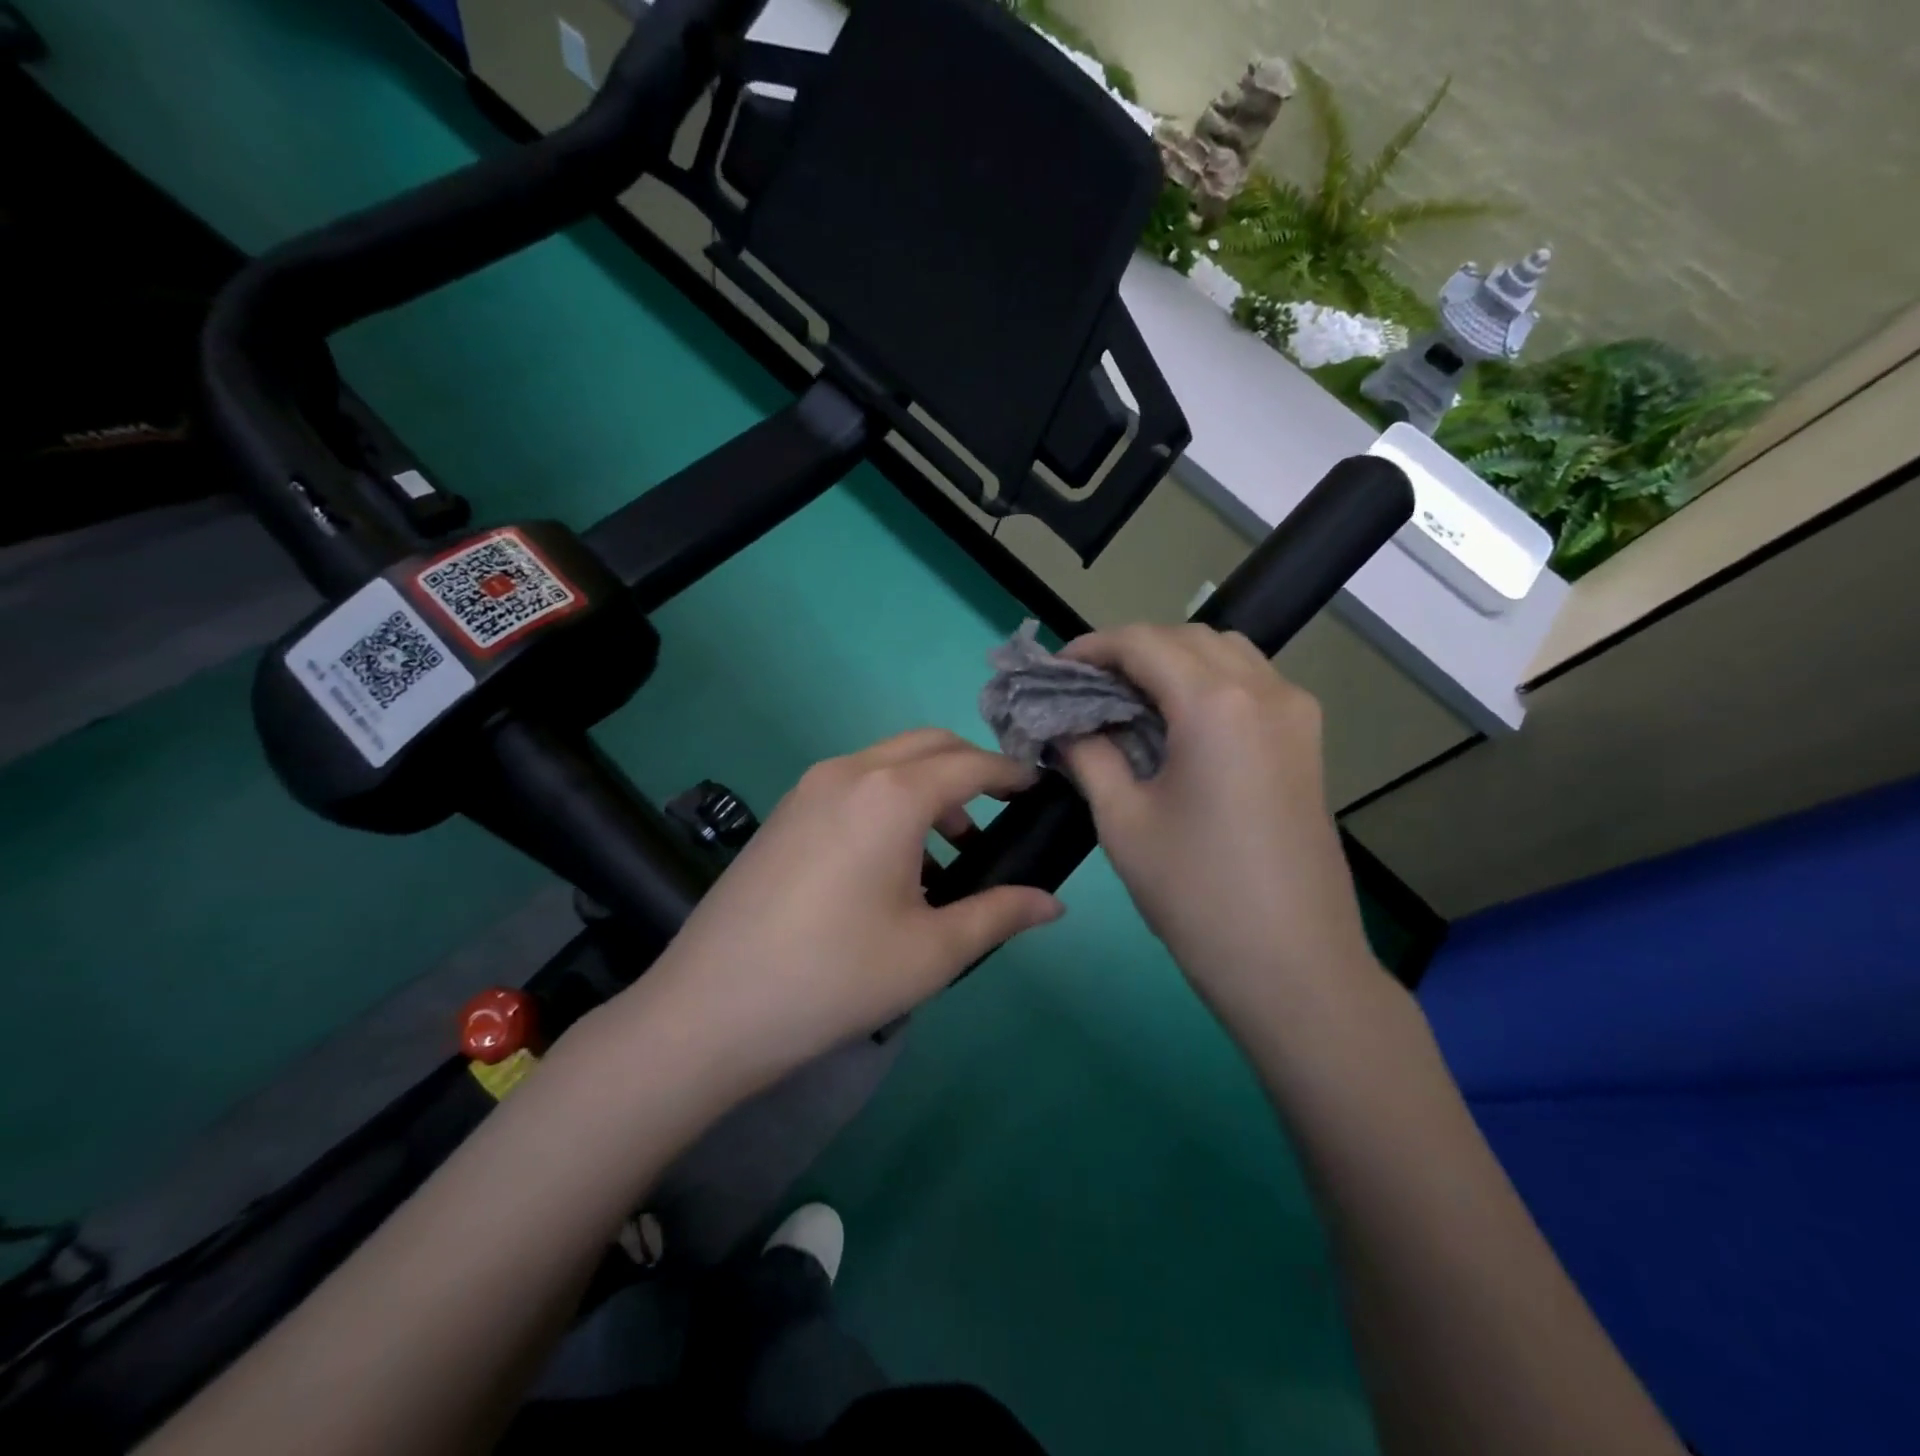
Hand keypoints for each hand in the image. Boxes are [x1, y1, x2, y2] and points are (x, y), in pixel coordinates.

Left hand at [616, 730, 1064, 1095]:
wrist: (711, 1008)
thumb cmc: (836, 977)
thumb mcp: (932, 951)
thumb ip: (1000, 915)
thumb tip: (1053, 904)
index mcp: (892, 795)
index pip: (970, 764)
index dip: (1011, 773)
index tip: (1038, 790)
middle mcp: (850, 772)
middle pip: (928, 744)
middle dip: (971, 768)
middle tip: (1000, 814)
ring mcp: (809, 787)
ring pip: (888, 761)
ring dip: (929, 786)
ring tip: (948, 852)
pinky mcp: (784, 811)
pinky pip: (854, 783)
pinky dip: (890, 798)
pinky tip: (892, 861)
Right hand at [1060, 624, 1378, 1031]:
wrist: (1293, 965)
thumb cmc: (1196, 893)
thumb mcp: (1123, 821)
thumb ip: (1090, 755)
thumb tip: (1067, 725)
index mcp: (1215, 704)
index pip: (1143, 643)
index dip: (1093, 648)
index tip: (1057, 670)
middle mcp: (1264, 691)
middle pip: (1187, 638)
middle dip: (1132, 651)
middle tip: (1088, 688)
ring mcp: (1296, 714)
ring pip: (1226, 654)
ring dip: (1174, 662)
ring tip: (1131, 702)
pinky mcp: (1308, 742)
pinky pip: (1253, 684)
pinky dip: (1209, 683)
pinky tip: (1179, 724)